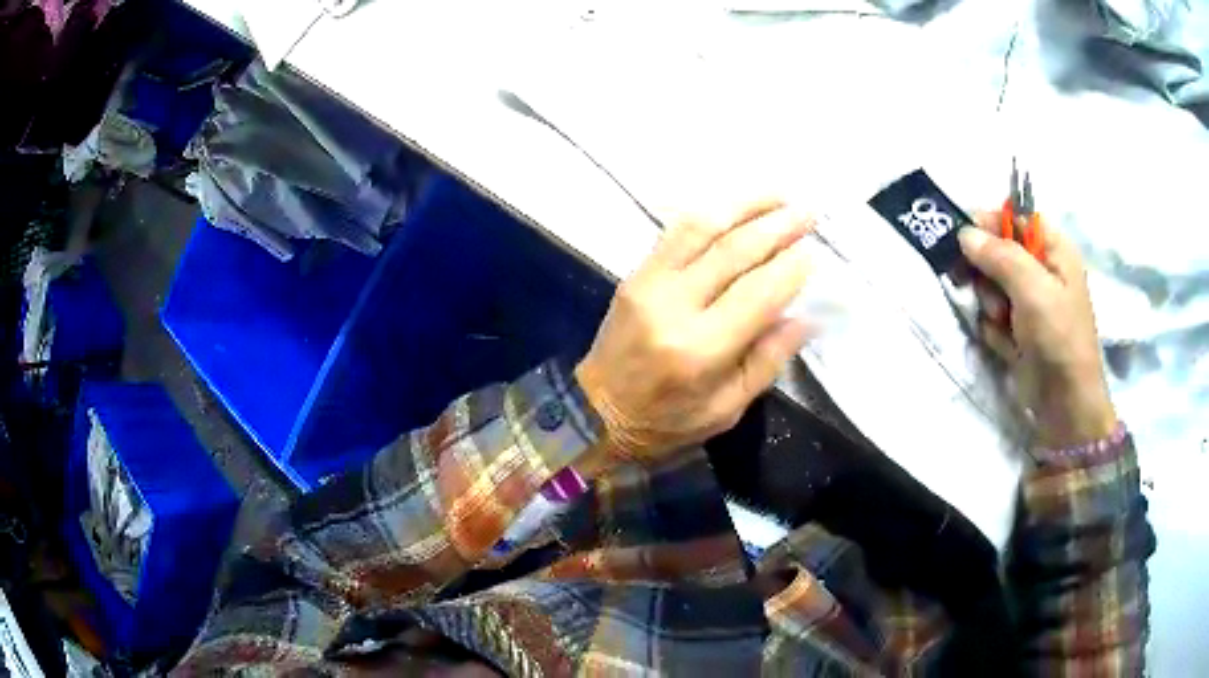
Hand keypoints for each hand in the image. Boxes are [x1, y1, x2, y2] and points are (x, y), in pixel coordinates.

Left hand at [574, 199, 812, 471]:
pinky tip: (736, 206)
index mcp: (701, 350)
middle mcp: (674, 307)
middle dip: (777, 227)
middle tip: (808, 213)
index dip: (791, 268)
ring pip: (702, 228)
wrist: (595, 410)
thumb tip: (806, 317)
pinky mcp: (636, 274)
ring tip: (779, 196)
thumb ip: (767, 361)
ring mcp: (649, 284)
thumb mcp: (726, 409)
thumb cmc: (667, 421)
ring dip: (744, 206)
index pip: (758, 294)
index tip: (814, 251)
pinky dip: (710, 213)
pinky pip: (675, 232)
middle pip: (734, 252)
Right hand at [957, 214, 1116, 448]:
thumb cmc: (1058, 338)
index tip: (963, 238)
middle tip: (985, 289)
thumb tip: (964, 233)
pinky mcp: (1018, 329)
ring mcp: (1030, 302)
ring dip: (989, 302)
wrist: (1064, 405)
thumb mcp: (1032, 289)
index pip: (1014, 217)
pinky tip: (1004, 342)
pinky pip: (993, 314)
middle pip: (998, 250)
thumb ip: (1000, 255)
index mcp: (1053, 249)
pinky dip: (993, 327)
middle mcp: (1041, 270)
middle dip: (987, 271)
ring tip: (1000, 322)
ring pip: (991, 284)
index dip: (989, 223)